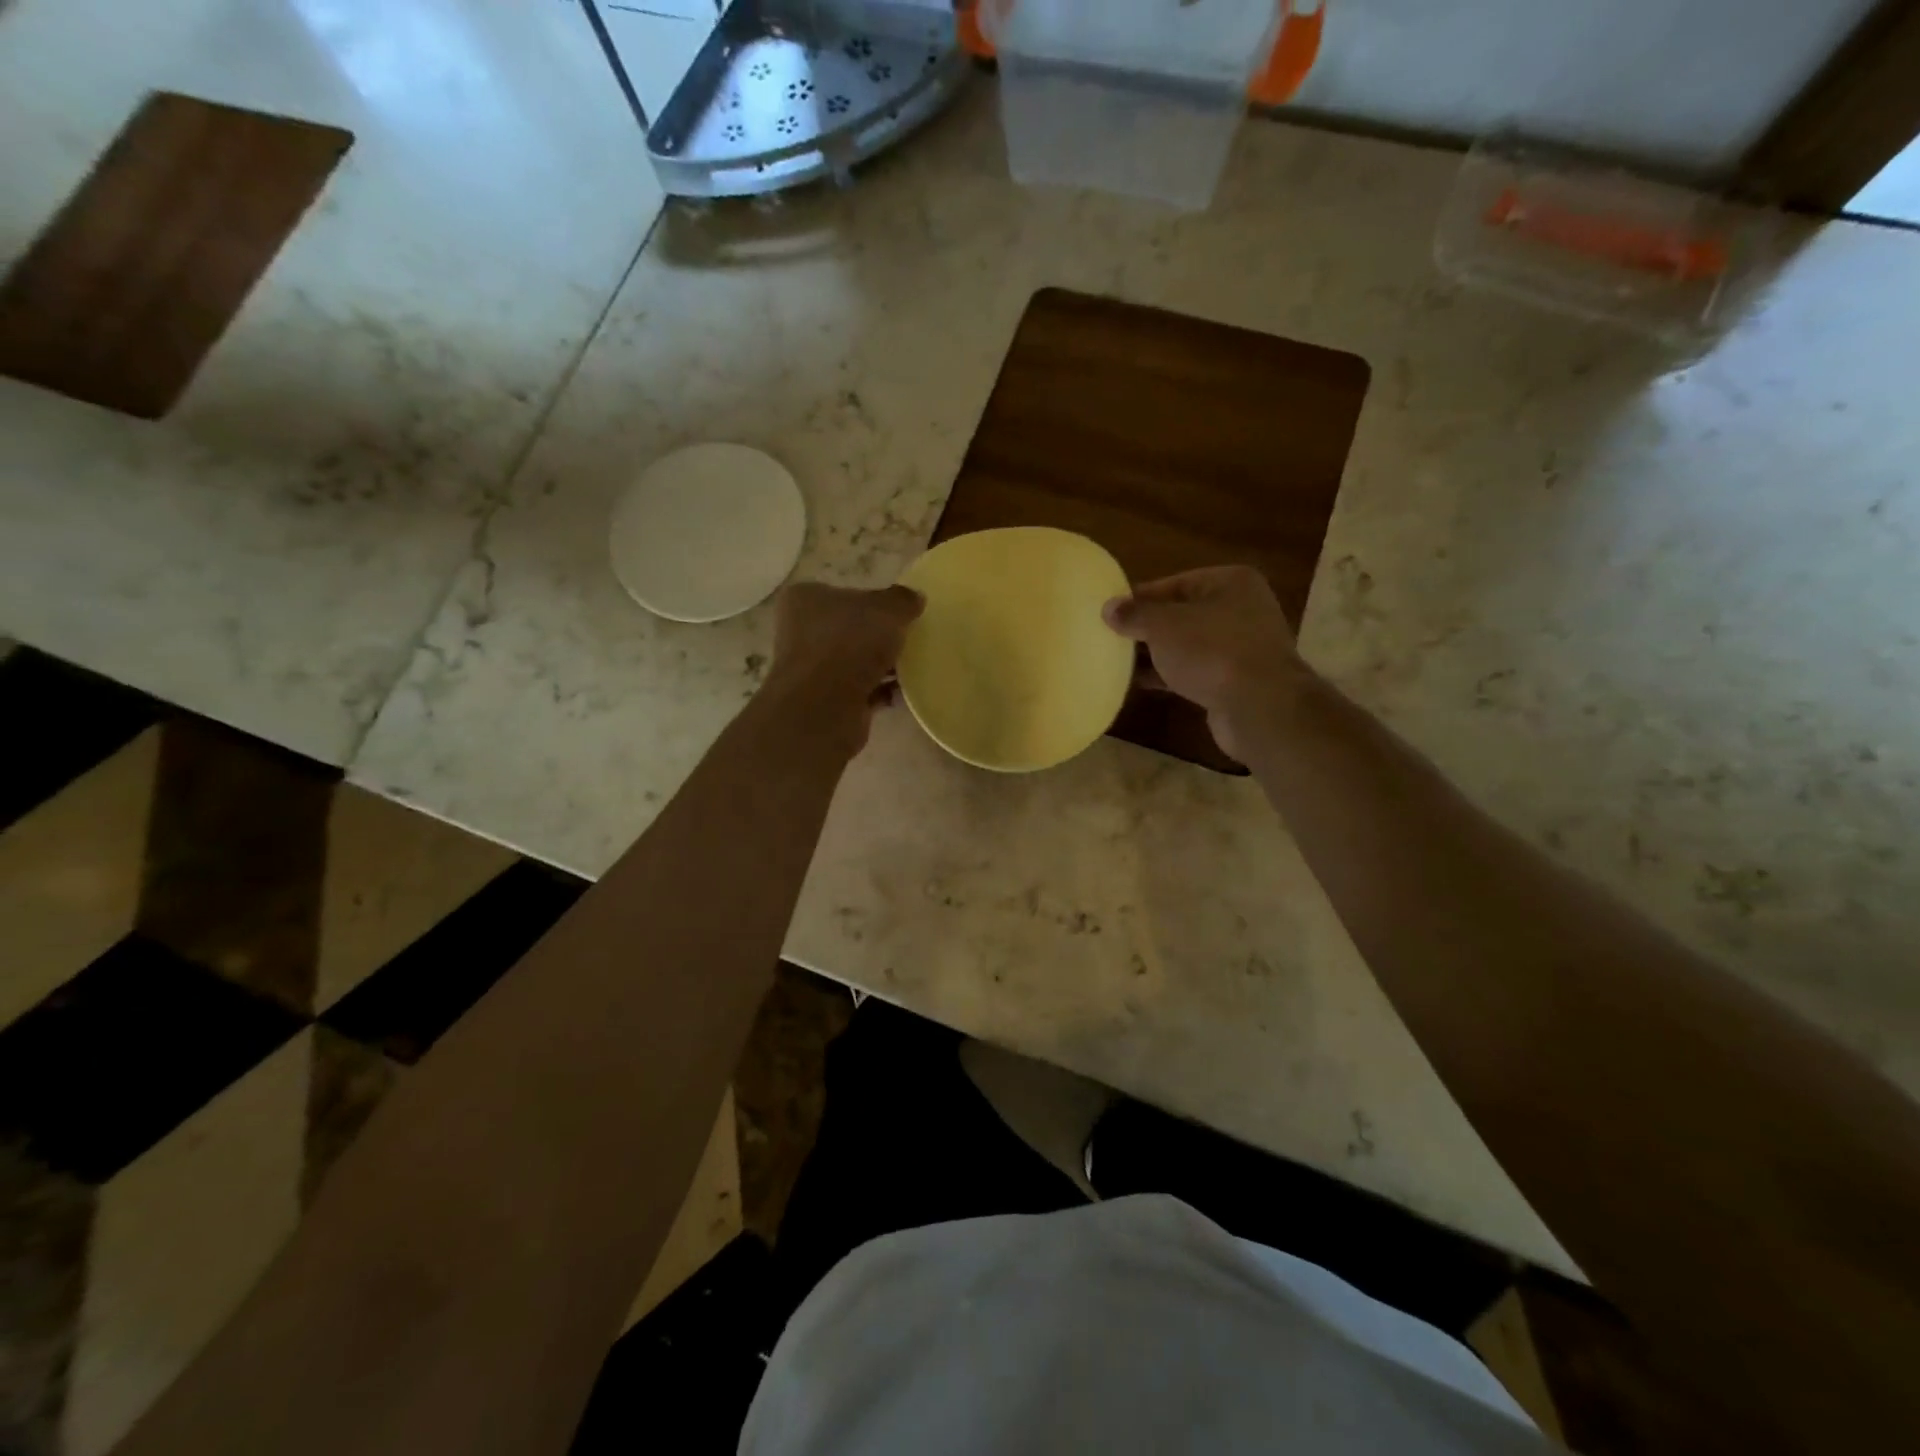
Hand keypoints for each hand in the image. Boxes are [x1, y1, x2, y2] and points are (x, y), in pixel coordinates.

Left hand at [765, 581, 924, 751]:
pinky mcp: (825, 701)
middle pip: (850, 628)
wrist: (823, 707)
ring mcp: (811, 670)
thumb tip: (914, 597)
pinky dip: (880, 691)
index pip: (843, 593)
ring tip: (913, 665)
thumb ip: (902, 600)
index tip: (899, 612)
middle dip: (879, 636)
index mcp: (805, 599)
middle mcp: (800, 632)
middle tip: (909, 637)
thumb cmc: (848, 643)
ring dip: (882, 665)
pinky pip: (860, 690)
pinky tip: (904, 692)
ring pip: (855, 661)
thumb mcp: (886, 610)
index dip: (873, 600)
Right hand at [1102, 566, 1302, 760]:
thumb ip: (1134, 614)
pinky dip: (1169, 675)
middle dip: (1147, 627)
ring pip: (1187, 645)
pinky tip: (1138, 682)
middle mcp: (1240, 609)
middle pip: (1181, 614)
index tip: (1110, 611)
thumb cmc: (1212, 650)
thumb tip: (1109, 608)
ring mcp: (1241, 647)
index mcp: (1230, 582)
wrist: (1259, 706)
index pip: (1175, 583)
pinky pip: (1194, 671)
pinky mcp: (1234, 680)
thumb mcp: (1164, 625)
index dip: (1140, 597)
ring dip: (1156, 653)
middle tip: (1110, 636)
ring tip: (1117, 660)